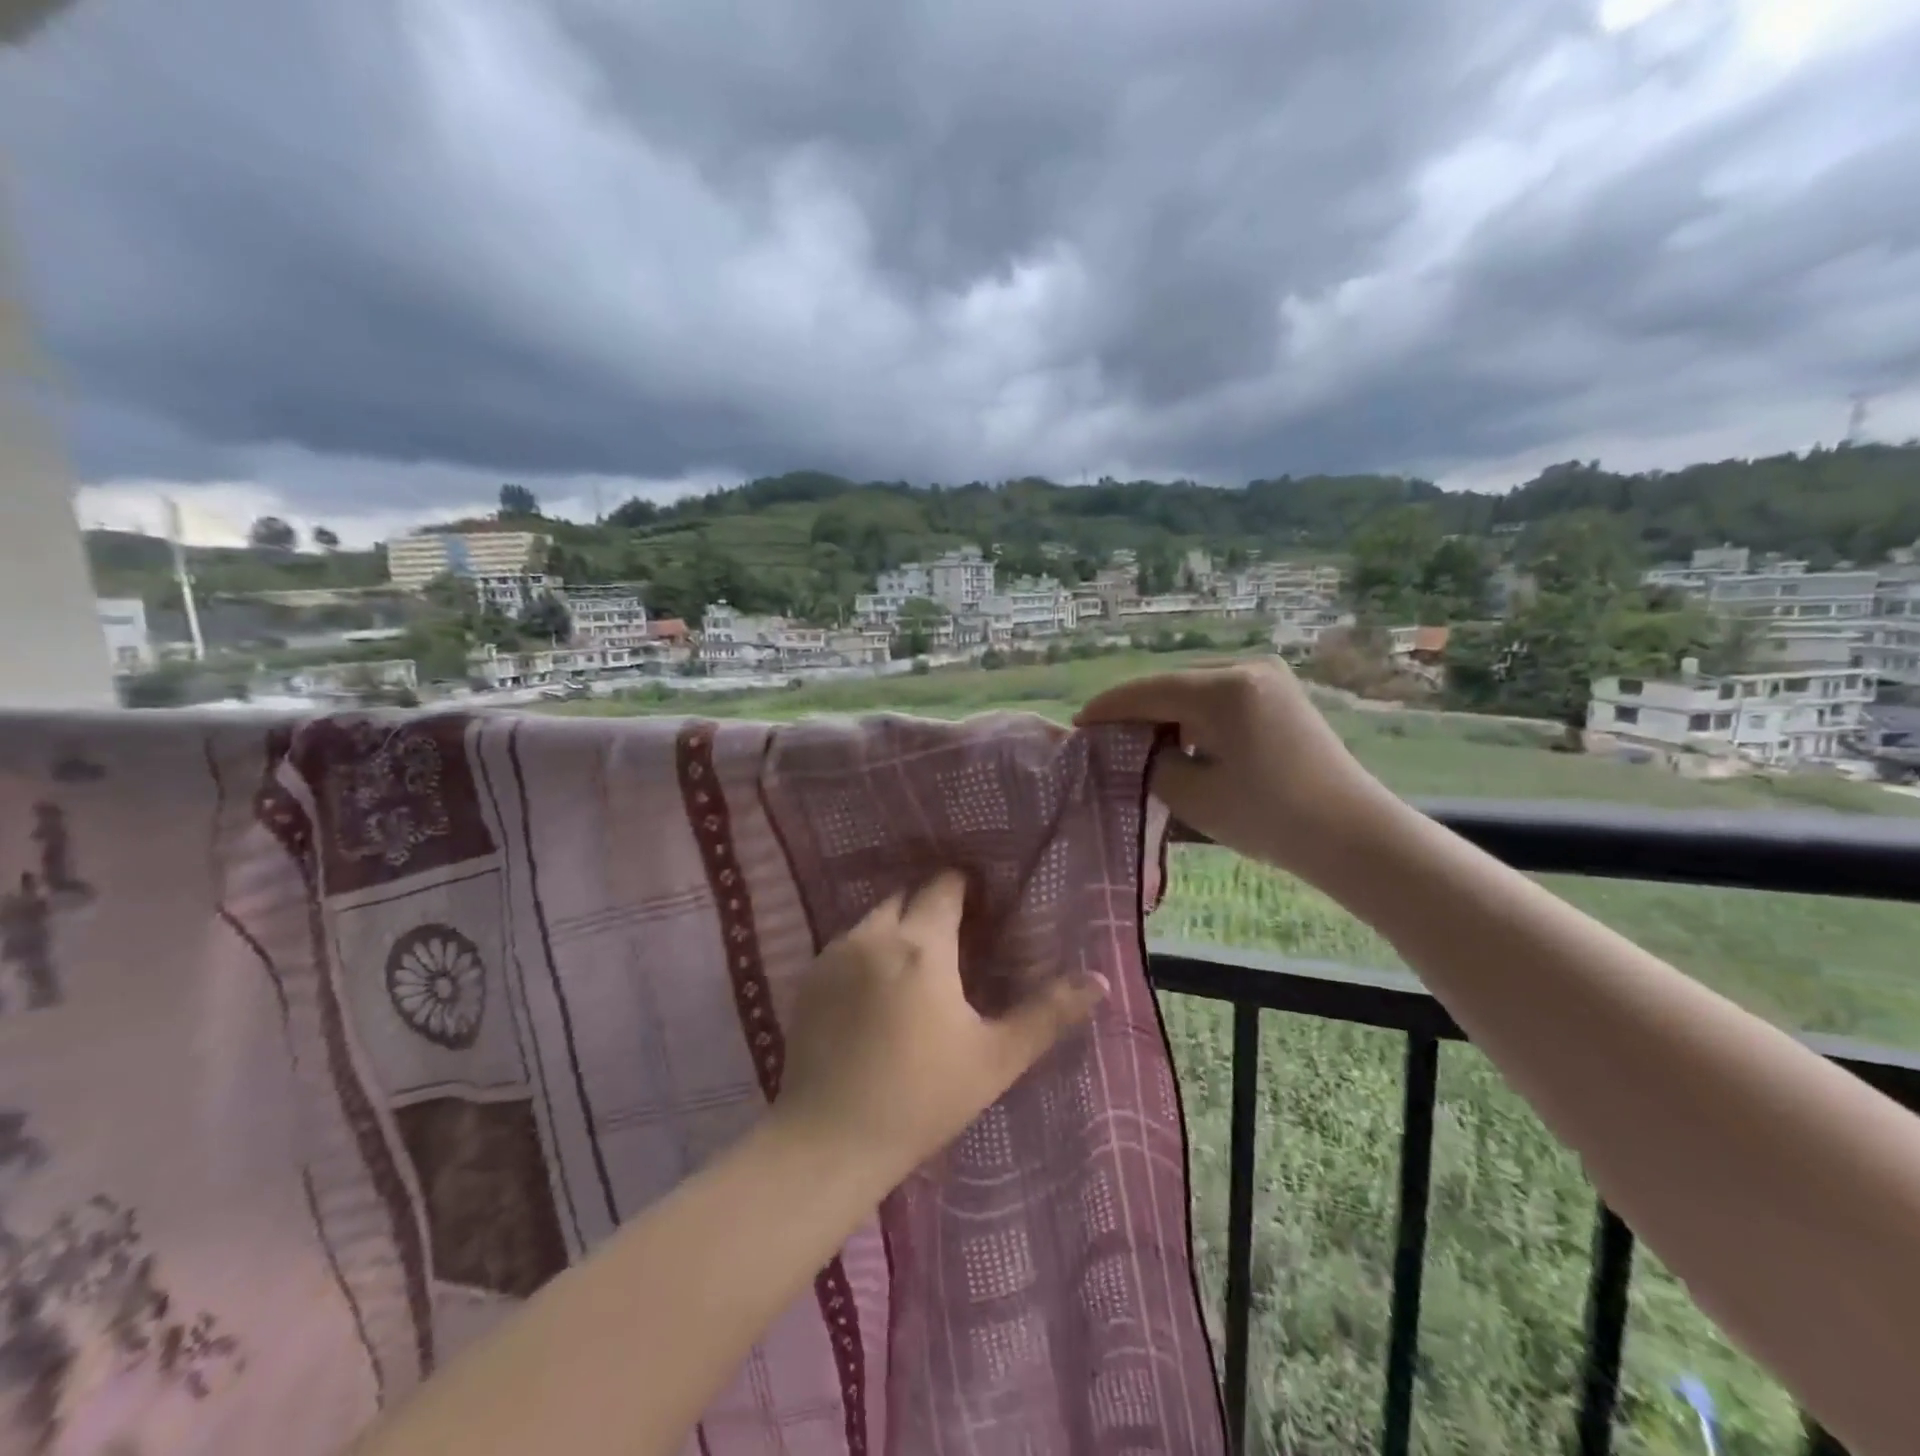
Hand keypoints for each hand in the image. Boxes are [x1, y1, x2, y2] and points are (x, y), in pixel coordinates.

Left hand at [773, 871, 1107, 1182]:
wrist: (828, 1141)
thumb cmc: (922, 1098)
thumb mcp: (995, 1058)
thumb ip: (1048, 1013)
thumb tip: (1099, 980)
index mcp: (922, 945)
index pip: (944, 886)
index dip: (965, 887)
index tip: (982, 905)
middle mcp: (875, 935)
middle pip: (907, 895)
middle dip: (931, 903)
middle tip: (955, 938)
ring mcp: (835, 954)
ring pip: (875, 917)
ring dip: (899, 925)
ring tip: (917, 963)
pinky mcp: (809, 977)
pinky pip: (847, 943)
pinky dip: (868, 949)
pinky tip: (877, 989)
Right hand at [1076, 659, 1390, 880]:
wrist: (1354, 835)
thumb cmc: (1270, 816)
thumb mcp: (1194, 794)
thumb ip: (1154, 764)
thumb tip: (1143, 750)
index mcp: (1224, 689)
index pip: (1148, 691)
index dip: (1108, 708)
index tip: (1079, 724)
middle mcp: (1247, 670)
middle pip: (1172, 685)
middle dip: (1136, 711)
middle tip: (1104, 737)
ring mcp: (1269, 681)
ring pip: (1196, 692)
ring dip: (1166, 715)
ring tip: (1139, 743)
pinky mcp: (1282, 698)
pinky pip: (1221, 700)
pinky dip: (1195, 719)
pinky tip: (1182, 742)